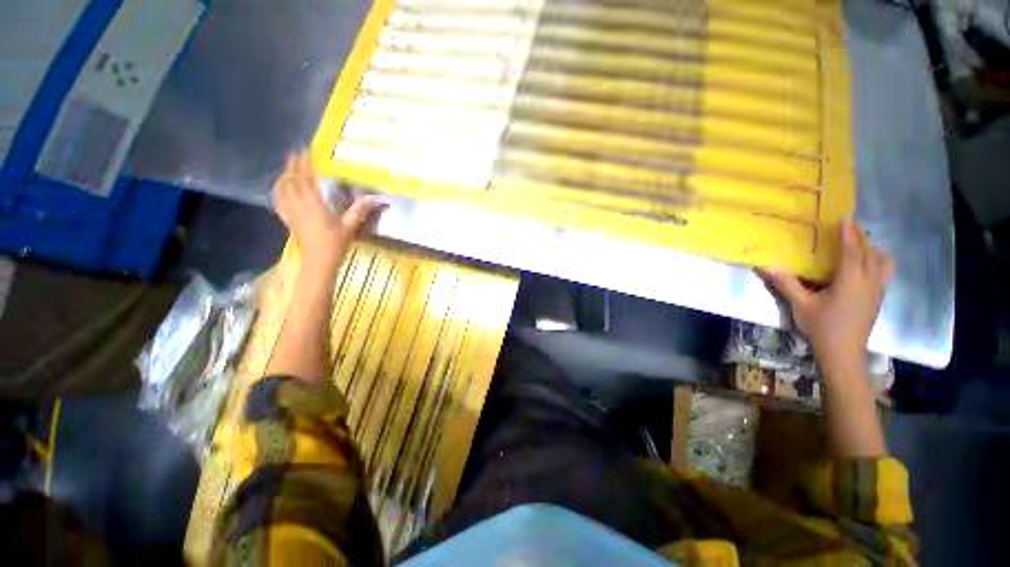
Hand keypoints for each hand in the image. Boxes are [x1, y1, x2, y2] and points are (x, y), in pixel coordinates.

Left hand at [274, 152, 376, 268]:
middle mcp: (299, 205)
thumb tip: (371, 198)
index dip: (305, 164)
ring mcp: (292, 213)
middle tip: (295, 154)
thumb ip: (358, 211)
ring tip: (287, 169)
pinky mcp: (289, 221)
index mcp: (314, 204)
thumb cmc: (335, 244)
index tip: (305, 151)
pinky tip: (280, 191)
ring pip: (283, 190)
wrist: (319, 262)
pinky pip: (280, 203)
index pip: (307, 179)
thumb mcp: (350, 227)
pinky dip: (279, 193)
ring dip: (284, 177)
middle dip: (293, 166)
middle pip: (292, 181)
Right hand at [760, 219, 894, 373]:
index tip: (845, 217)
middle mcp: (869, 281)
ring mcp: (876, 291)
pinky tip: (864, 269)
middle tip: (849, 230)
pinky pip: (883, 274)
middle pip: (871, 253)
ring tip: (860, 247)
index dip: (849, 233)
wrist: (844, 354)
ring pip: (883, 263)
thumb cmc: (823, 327)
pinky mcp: (877, 300)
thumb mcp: (801, 305)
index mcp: (851, 280)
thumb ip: (786, 284)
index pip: (852, 250)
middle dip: (861, 239)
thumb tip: (767, 266)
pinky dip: (877, 264)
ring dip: (873, 251)